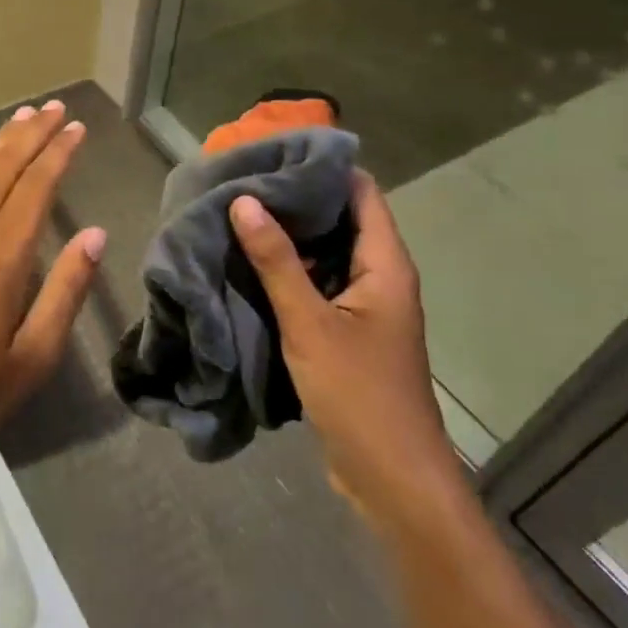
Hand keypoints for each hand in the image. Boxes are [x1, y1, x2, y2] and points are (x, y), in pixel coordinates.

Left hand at [0, 99, 106, 471]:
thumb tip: (95, 235)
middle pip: (2, 168)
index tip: (77, 128)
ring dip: (3, 142)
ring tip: (27, 116)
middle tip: (56, 107)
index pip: (34, 189)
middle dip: (31, 134)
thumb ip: (65, 291)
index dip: (58, 155)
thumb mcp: (34, 356)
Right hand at [229, 173, 460, 530]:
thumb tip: (244, 200)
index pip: (360, 191)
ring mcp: (363, 305)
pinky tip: (247, 263)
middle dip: (294, 198)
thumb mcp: (309, 323)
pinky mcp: (346, 330)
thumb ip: (276, 262)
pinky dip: (286, 269)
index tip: (273, 149)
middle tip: (241, 178)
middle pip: (340, 218)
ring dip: (286, 236)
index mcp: (385, 264)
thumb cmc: (359, 394)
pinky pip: (316, 284)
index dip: (322, 165)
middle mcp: (379, 276)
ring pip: (324, 253)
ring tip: (236, 212)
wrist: (391, 478)